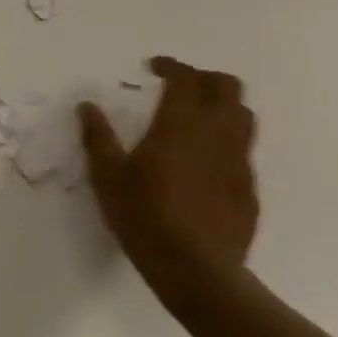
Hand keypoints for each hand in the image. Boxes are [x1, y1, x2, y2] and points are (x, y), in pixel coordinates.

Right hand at [79, 57, 258, 320]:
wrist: (197, 270)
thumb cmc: (144, 218)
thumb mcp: (108, 178)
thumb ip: (98, 138)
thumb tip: (88, 106)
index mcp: (179, 126)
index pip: (185, 79)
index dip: (171, 66)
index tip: (154, 67)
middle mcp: (216, 134)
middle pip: (226, 86)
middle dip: (204, 77)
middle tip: (179, 86)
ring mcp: (239, 160)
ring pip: (244, 114)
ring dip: (222, 104)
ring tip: (197, 116)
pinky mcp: (250, 186)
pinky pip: (244, 147)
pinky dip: (227, 138)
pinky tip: (206, 158)